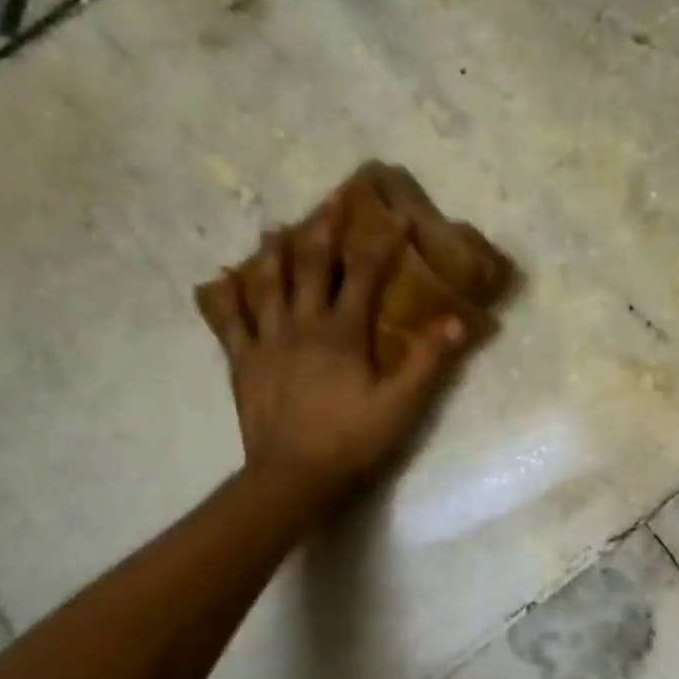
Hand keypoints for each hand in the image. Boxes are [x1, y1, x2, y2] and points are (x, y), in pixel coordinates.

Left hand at [202, 181, 465, 511]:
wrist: (294, 476)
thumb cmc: (352, 440)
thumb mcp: (401, 404)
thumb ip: (428, 361)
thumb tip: (458, 321)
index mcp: (342, 331)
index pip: (364, 274)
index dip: (381, 244)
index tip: (396, 219)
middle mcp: (301, 324)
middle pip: (310, 266)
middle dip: (323, 230)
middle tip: (330, 201)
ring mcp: (266, 341)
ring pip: (267, 283)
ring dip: (274, 252)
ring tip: (276, 226)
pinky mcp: (242, 362)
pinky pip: (229, 321)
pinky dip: (225, 297)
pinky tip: (221, 279)